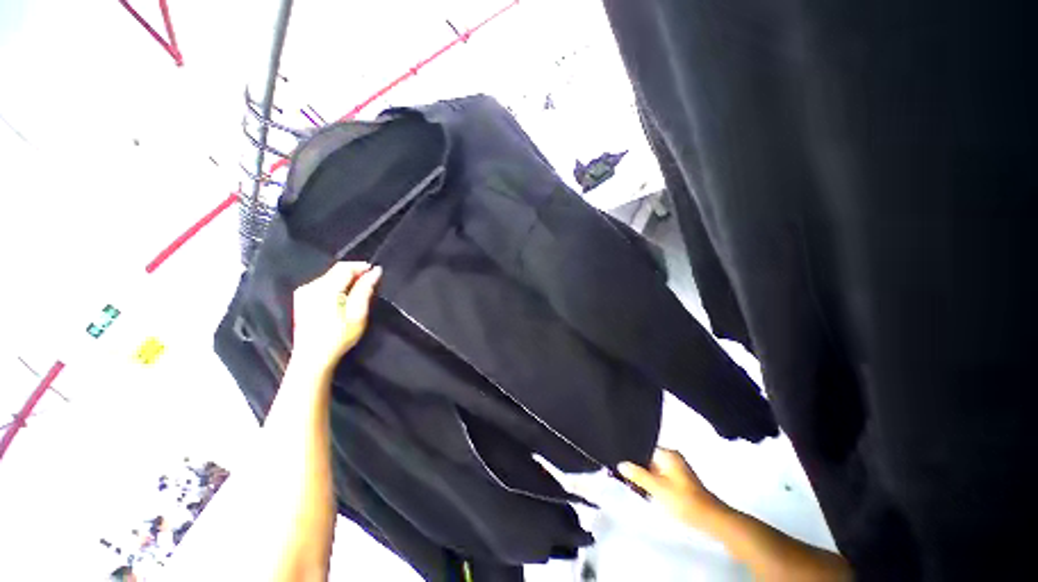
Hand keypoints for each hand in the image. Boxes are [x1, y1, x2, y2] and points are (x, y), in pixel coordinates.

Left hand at [291, 262, 381, 372]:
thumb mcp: (358, 314)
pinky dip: (336, 285)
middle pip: (336, 270)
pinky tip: (343, 297)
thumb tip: (375, 271)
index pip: (345, 268)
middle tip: (371, 281)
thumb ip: (365, 290)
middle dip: (354, 272)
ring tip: (359, 290)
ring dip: (345, 279)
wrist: (312, 358)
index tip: (376, 272)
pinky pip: (322, 284)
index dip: (361, 267)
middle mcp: (311, 286)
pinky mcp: (301, 299)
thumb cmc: (339, 336)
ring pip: (329, 277)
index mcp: (325, 289)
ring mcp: (303, 292)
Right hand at [618, 448, 726, 530]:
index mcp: (668, 454)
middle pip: (648, 459)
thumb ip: (638, 475)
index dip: (631, 456)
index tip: (619, 464)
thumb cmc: (683, 500)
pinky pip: (660, 477)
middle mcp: (672, 458)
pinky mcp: (679, 482)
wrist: (711, 520)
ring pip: (653, 469)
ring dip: (644, 477)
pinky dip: (652, 483)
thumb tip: (621, 464)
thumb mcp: (657, 487)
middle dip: (637, 468)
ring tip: (633, 485)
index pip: (643, 448)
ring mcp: (677, 470)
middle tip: (624, 476)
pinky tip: (646, 492)